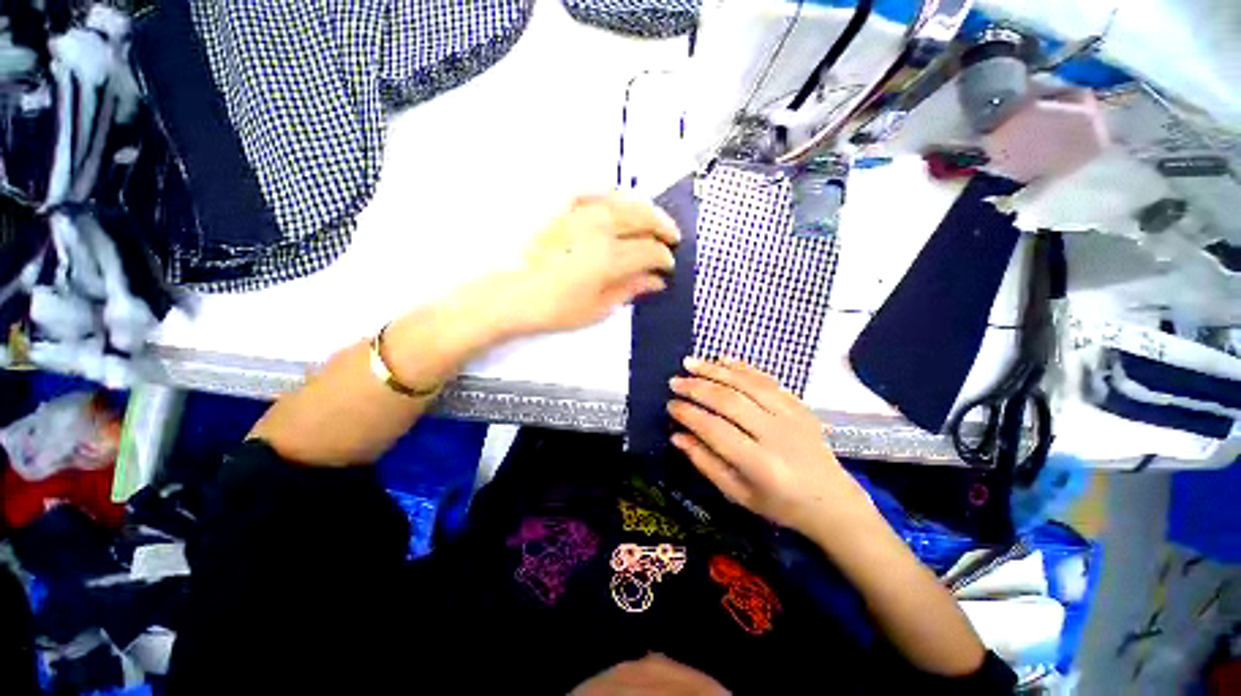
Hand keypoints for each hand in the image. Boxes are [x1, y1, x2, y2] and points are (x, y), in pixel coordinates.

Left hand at [502, 194, 679, 335]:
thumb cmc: (554, 309)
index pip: (650, 250)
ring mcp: (578, 212)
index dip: (664, 258)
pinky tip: (618, 202)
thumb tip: (656, 281)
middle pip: (642, 217)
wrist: (510, 294)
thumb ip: (630, 289)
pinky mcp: (561, 208)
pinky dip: (611, 195)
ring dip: (644, 209)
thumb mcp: (597, 308)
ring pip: (623, 200)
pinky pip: (593, 192)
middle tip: (672, 239)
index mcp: (609, 257)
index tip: (668, 267)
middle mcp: (598, 227)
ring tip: (652, 220)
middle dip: (663, 227)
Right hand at [668, 358, 874, 539]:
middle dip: (697, 388)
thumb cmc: (779, 504)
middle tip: (674, 381)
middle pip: (730, 402)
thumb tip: (677, 436)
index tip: (670, 405)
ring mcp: (791, 416)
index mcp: (760, 465)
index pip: (715, 431)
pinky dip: (742, 367)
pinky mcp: (799, 405)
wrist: (832, 501)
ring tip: (690, 363)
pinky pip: (767, 380)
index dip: (689, 415)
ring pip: (747, 384)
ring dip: (715, 370)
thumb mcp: (737, 494)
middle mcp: (776, 435)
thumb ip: (706, 463)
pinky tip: (722, 359)